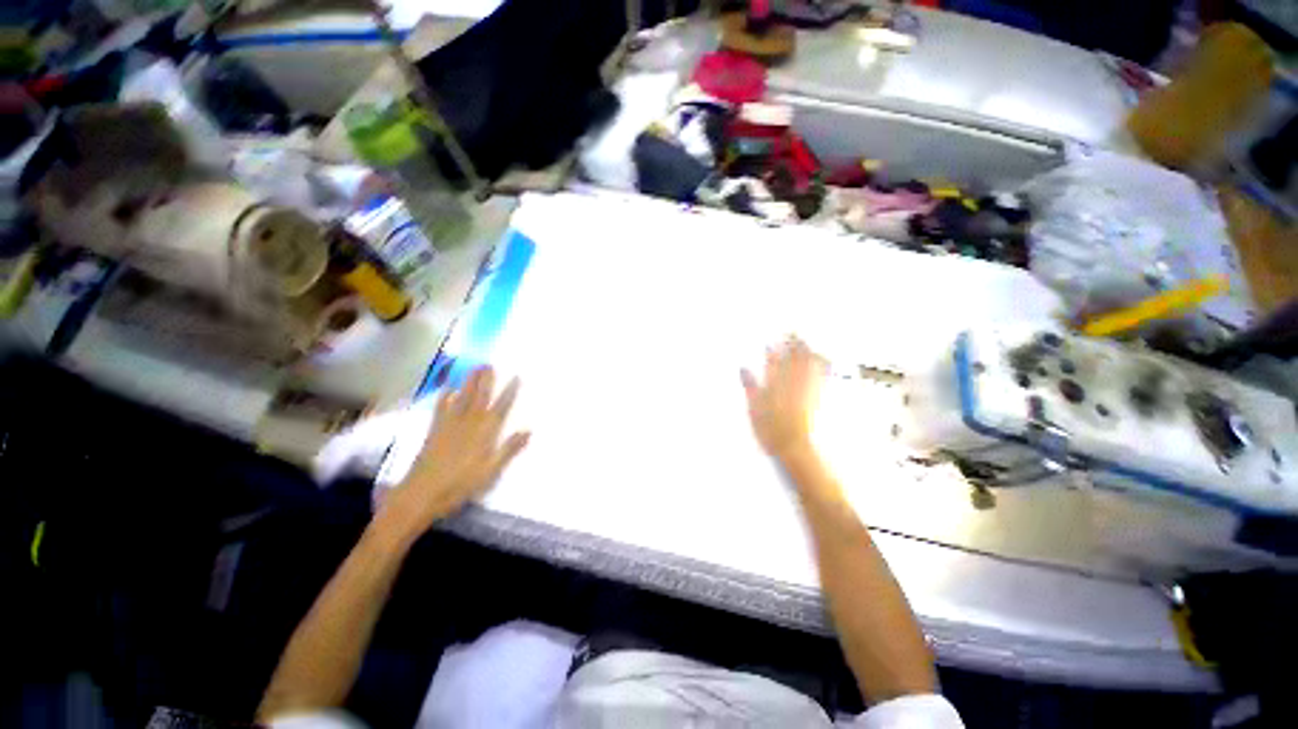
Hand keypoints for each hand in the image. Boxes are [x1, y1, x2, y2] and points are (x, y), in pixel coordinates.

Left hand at [377, 367, 529, 541]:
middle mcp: (469, 424)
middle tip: (490, 363)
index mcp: (485, 433)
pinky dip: (445, 397)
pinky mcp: (435, 430)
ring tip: (474, 368)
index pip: (501, 408)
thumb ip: (509, 449)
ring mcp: (450, 425)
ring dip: (469, 382)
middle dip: (486, 380)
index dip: (509, 392)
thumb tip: (528, 430)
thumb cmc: (461, 485)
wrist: (421, 494)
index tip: (516, 376)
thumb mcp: (491, 471)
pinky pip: (441, 409)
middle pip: (480, 397)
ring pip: (463, 398)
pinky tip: (448, 389)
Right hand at [741, 337, 823, 461]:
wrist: (794, 446)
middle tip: (793, 332)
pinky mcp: (816, 398)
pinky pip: (819, 377)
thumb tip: (744, 368)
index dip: (773, 352)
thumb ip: (750, 386)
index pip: (772, 364)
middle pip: (792, 360)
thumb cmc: (769, 429)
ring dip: (806, 351)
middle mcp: (790, 383)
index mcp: (772, 385)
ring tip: (805, 340)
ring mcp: (804, 390)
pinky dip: (820, 366)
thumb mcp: (753, 408)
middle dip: (792, 345)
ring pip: (806, 365)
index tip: (772, 341)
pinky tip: (822, 360)